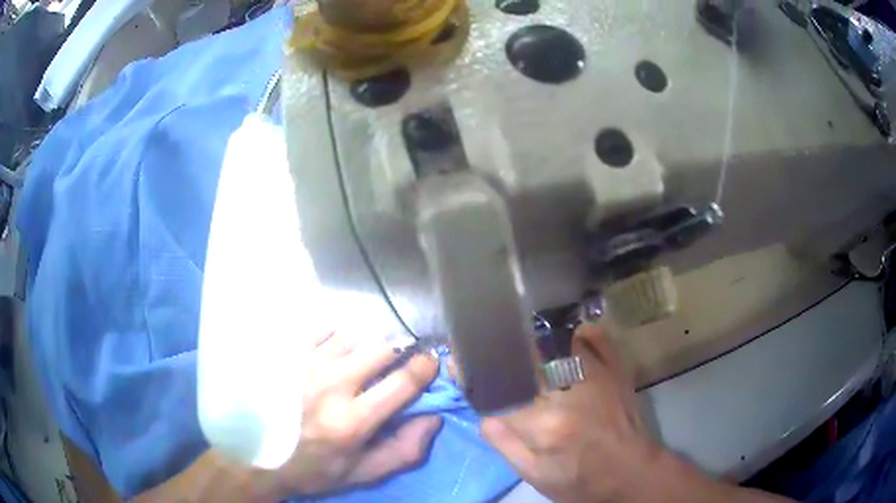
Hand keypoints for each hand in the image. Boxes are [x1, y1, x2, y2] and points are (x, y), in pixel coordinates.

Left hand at [274, 332, 441, 496]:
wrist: (257, 455)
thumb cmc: (314, 468)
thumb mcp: (362, 473)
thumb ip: (403, 450)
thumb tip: (433, 417)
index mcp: (352, 421)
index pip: (402, 381)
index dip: (425, 367)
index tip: (431, 363)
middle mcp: (330, 386)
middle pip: (382, 348)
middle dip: (400, 352)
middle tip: (398, 362)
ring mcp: (306, 365)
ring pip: (355, 334)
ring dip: (369, 345)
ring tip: (365, 360)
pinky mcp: (288, 354)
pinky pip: (325, 329)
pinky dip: (339, 337)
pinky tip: (336, 354)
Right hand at [481, 325, 785, 502]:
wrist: (631, 472)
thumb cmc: (581, 481)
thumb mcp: (537, 476)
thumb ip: (507, 445)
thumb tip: (484, 415)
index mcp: (546, 424)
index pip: (500, 391)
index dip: (476, 376)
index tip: (458, 363)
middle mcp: (569, 392)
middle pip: (525, 359)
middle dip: (499, 350)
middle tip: (483, 343)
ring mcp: (597, 376)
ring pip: (558, 342)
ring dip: (534, 336)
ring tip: (515, 332)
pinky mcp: (617, 371)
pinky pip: (597, 338)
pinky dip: (581, 331)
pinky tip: (567, 332)